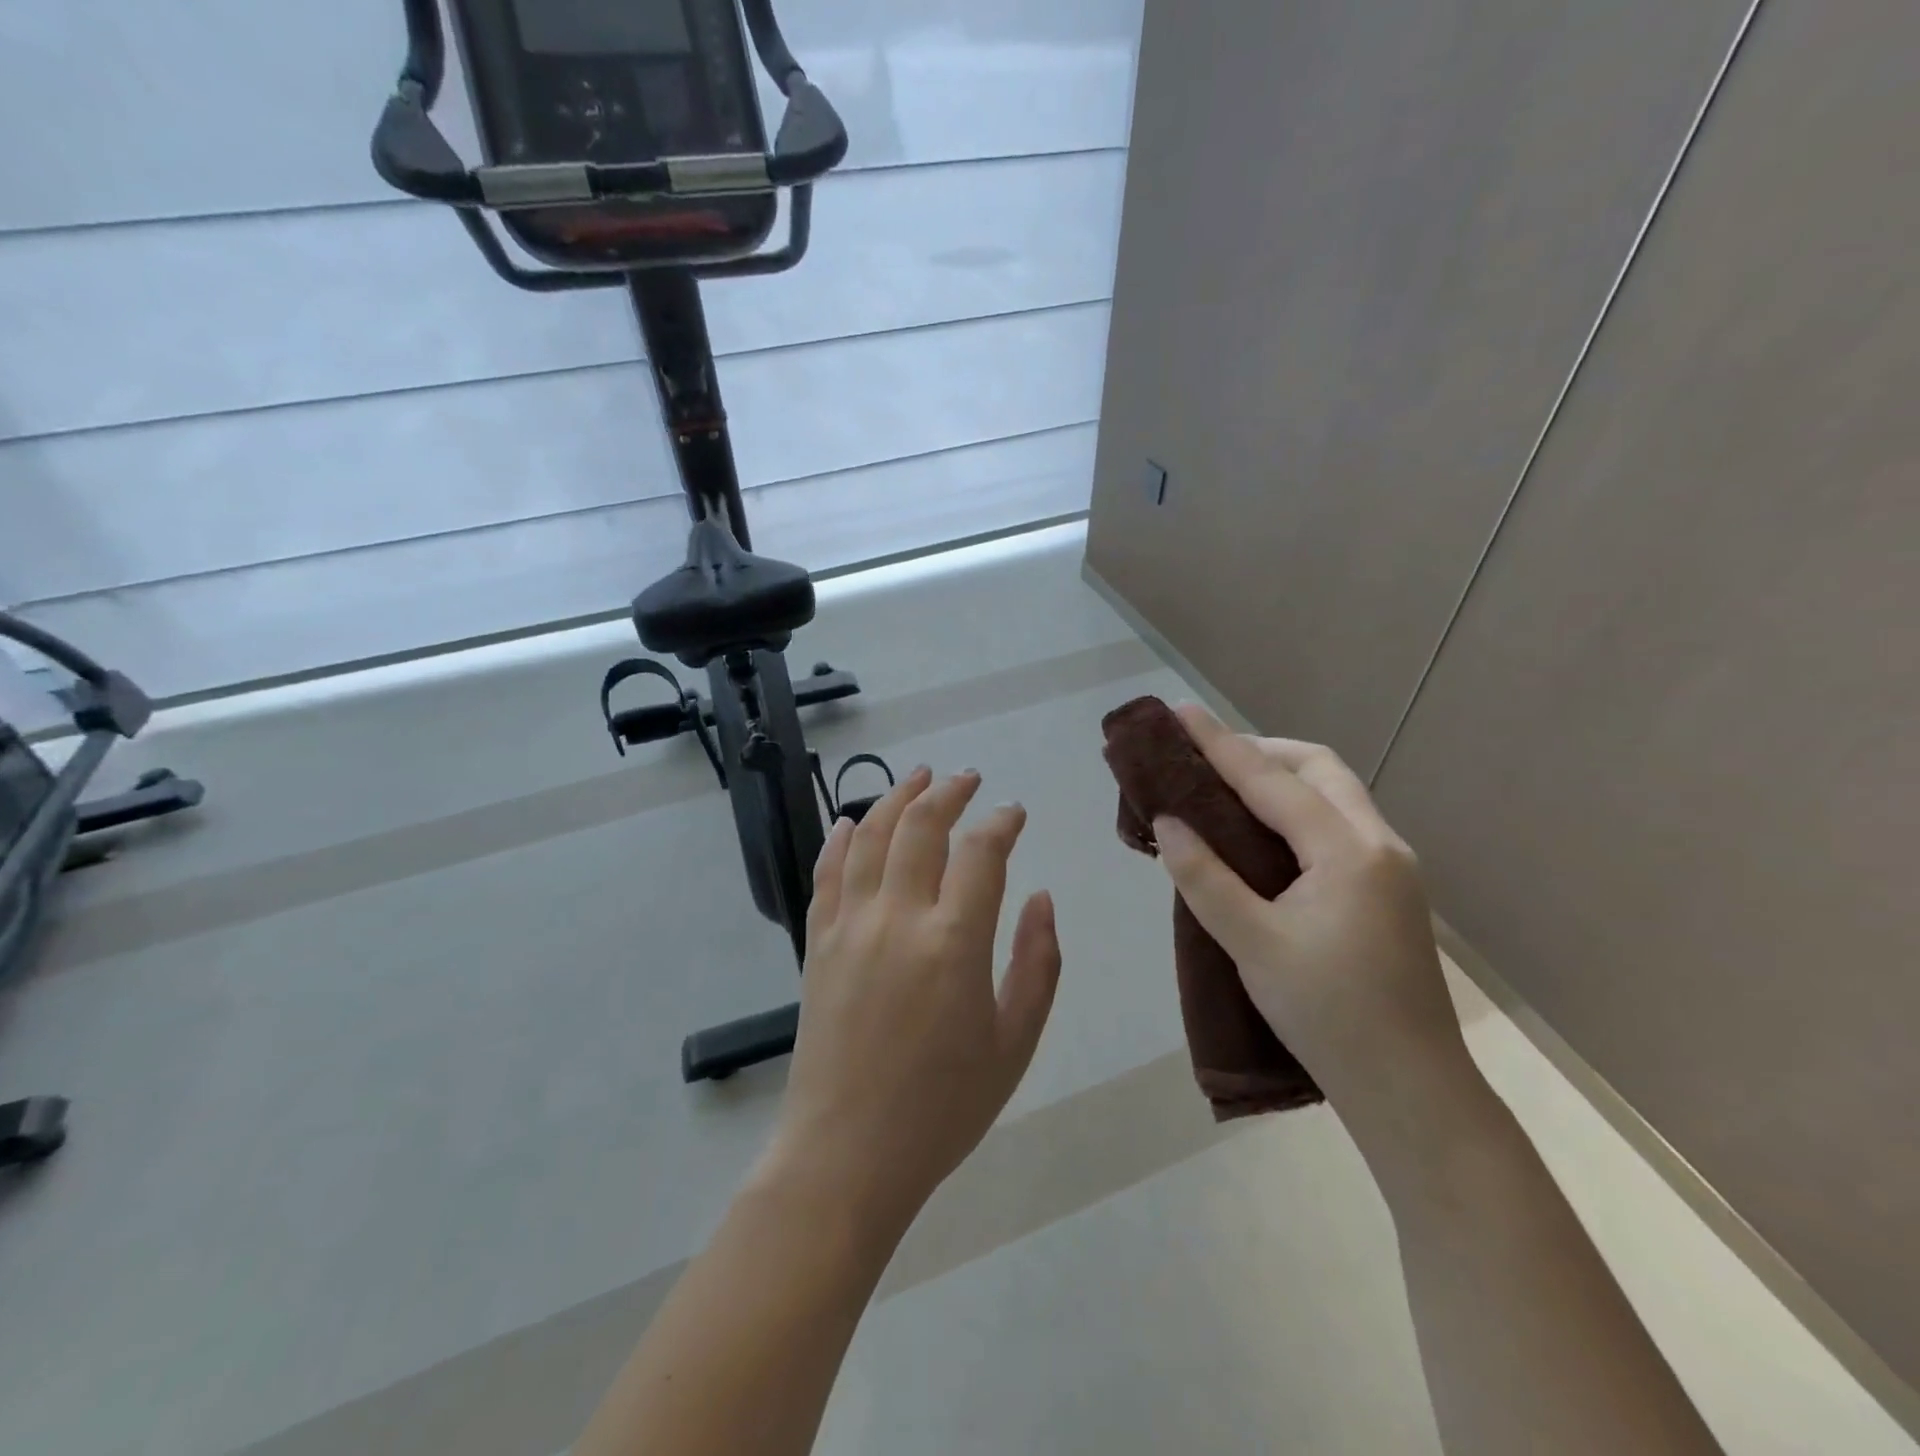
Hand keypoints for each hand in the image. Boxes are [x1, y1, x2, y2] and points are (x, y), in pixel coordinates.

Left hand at [766, 767, 1062, 1233]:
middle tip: (968, 778)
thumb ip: (1037, 963)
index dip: (1001, 821)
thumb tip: (1040, 897)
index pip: (981, 852)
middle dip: (949, 793)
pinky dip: (841, 839)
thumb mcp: (1014, 1043)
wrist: (847, 1154)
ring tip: (918, 776)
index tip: (1014, 812)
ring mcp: (850, 927)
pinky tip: (852, 821)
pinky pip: (828, 874)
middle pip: (921, 827)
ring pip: (872, 837)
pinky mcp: (817, 944)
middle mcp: (898, 918)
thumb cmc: (943, 1107)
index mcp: (955, 942)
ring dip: (897, 798)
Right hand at [1151, 705, 1475, 1149]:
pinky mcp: (1389, 889)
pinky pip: (1338, 824)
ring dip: (1282, 778)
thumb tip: (1169, 823)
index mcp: (1347, 851)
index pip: (1272, 780)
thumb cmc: (1328, 1014)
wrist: (1411, 1088)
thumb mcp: (1252, 944)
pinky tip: (1265, 836)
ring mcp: (1392, 866)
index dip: (1220, 744)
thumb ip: (1204, 878)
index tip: (1180, 714)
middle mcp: (1379, 844)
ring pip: (1334, 794)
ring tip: (1227, 789)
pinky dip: (1297, 809)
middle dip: (1260, 751)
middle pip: (1318, 769)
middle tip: (1206, 759)